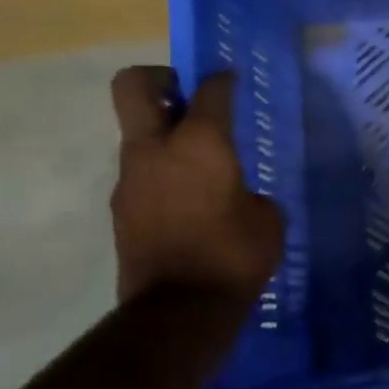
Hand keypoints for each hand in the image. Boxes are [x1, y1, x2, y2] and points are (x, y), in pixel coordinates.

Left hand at [109, 66, 284, 304]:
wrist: (179, 309)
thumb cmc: (234, 255)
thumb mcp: (266, 218)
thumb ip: (249, 191)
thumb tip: (236, 194)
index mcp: (200, 143)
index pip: (209, 90)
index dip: (222, 79)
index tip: (231, 79)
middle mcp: (156, 150)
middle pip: (134, 86)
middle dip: (159, 78)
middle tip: (187, 96)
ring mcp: (130, 179)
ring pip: (138, 135)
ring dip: (164, 136)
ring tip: (200, 165)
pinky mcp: (121, 209)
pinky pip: (142, 174)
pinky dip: (162, 174)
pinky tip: (190, 202)